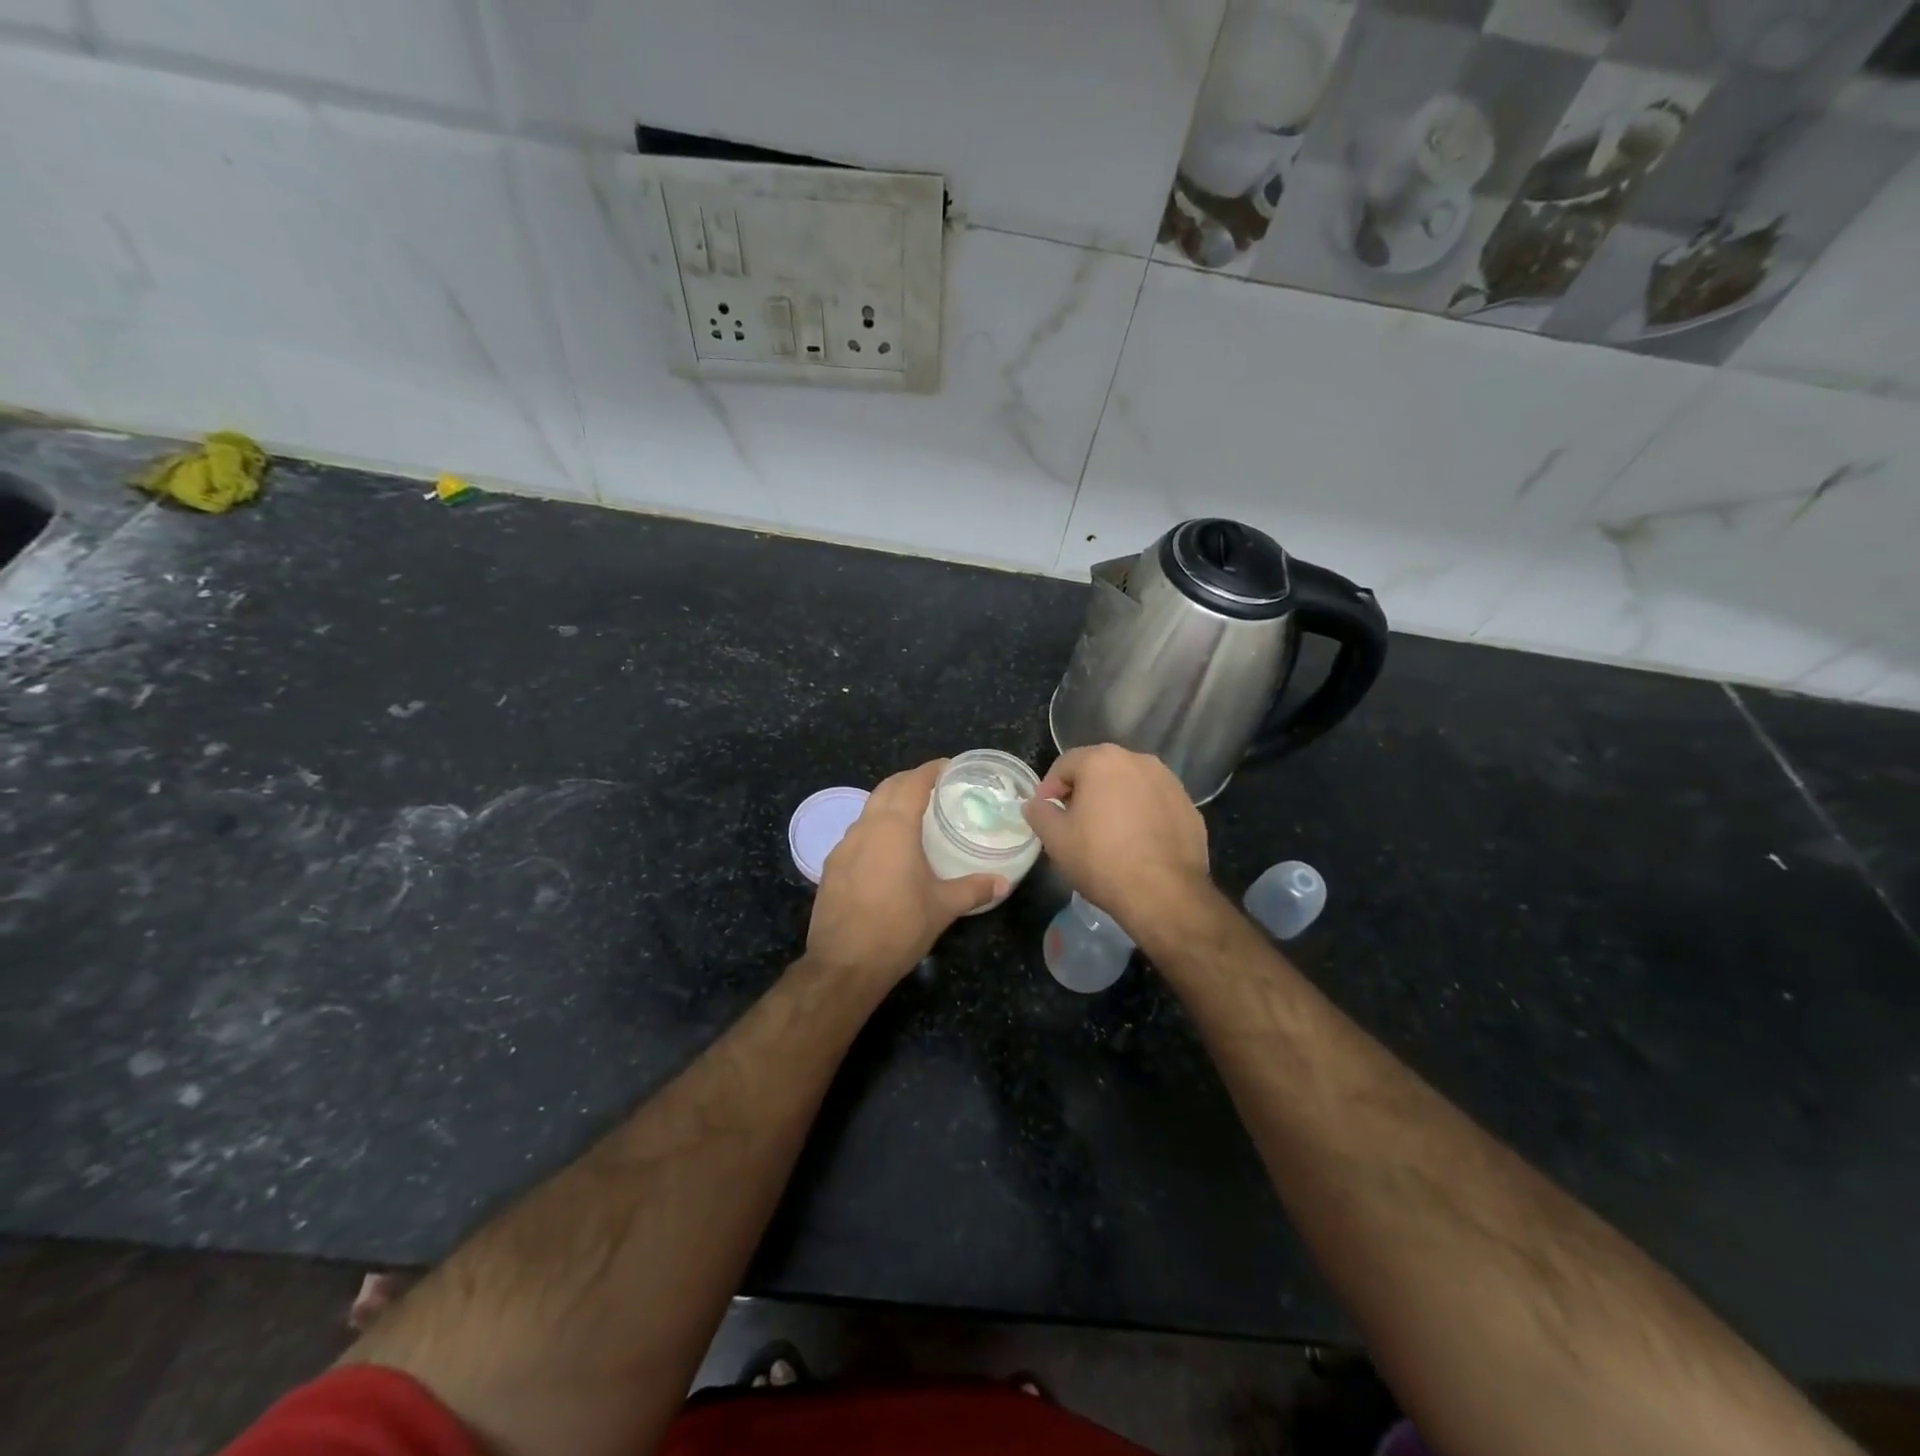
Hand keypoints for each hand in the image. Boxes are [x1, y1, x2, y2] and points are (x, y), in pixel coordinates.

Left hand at [807, 760, 1005, 984]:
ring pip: (868, 810)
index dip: (931, 770)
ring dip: (890, 804)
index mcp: (894, 828)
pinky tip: (887, 851)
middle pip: (887, 788)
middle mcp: (865, 828)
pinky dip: (874, 829)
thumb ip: (974, 888)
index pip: (913, 782)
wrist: (845, 965)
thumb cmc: (899, 928)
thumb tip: (1003, 882)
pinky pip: (856, 834)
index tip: (949, 766)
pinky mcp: (832, 867)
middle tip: (935, 787)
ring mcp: (843, 846)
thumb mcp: (943, 907)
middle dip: (909, 781)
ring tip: (914, 816)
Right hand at [1023, 745, 1211, 941]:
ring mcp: (1169, 782)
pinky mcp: (1189, 806)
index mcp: (1102, 760)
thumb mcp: (1055, 838)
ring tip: (1106, 834)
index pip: (1065, 765)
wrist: (1165, 893)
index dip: (1049, 789)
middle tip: (1072, 823)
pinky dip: (1141, 815)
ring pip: (1130, 785)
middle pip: (1099, 770)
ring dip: (1114, 801)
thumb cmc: (1101, 859)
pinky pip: (1154, 803)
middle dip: (1083, 792)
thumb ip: (1039, 813)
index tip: (1045, 814)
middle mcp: (1139, 760)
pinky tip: (1136, 844)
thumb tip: (1035, 804)